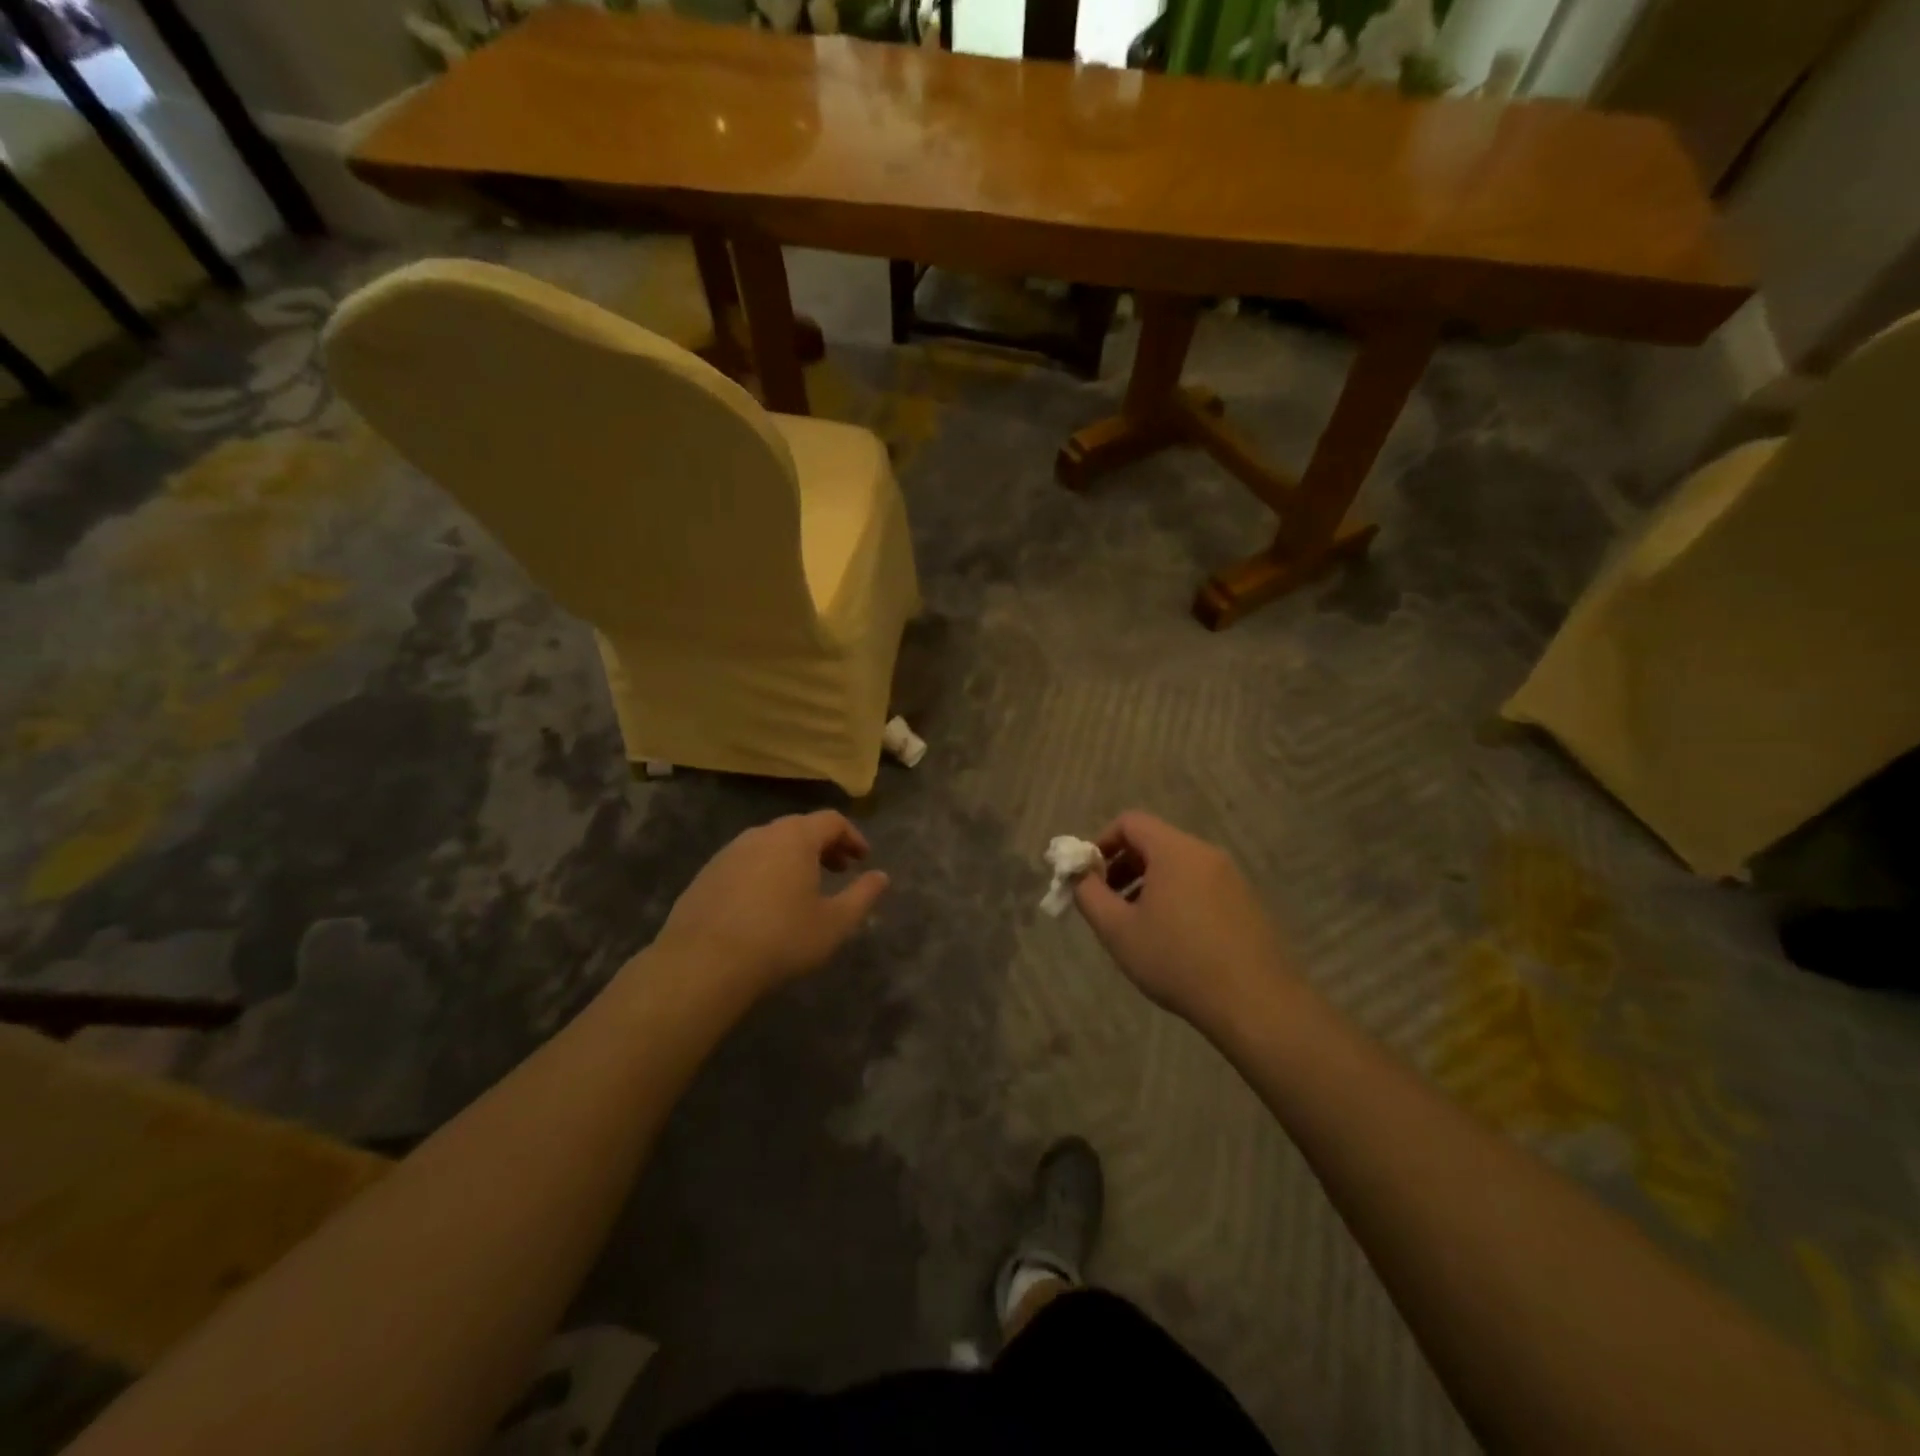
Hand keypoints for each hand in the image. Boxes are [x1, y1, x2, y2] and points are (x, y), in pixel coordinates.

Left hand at [652, 810, 888, 997]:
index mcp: (795, 837)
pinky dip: (765, 871)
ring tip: (804, 888)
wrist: (703, 963)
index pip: (832, 820)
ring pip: (771, 844)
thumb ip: (863, 895)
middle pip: (800, 828)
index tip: (863, 860)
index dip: (852, 837)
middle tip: (839, 870)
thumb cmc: (781, 938)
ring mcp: (729, 852)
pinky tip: (766, 904)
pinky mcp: (706, 874)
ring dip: (793, 858)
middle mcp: (761, 834)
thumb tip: (881, 876)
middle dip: (824, 846)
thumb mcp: (835, 923)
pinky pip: (746, 862)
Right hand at [1073, 812, 1295, 1032]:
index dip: (1101, 842)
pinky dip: (1175, 897)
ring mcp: (1231, 878)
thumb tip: (1078, 876)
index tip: (1088, 876)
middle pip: (1154, 842)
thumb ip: (1089, 895)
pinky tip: (1171, 940)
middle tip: (1107, 902)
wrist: (1257, 1003)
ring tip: (1136, 925)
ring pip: (1177, 866)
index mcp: (1175, 850)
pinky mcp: (1246, 903)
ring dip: (1148, 884)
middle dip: (1122, 866)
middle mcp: (1205, 854)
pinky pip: (1199, 885)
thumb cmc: (1178, 961)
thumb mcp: (1118, 931)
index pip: (1130, 822)